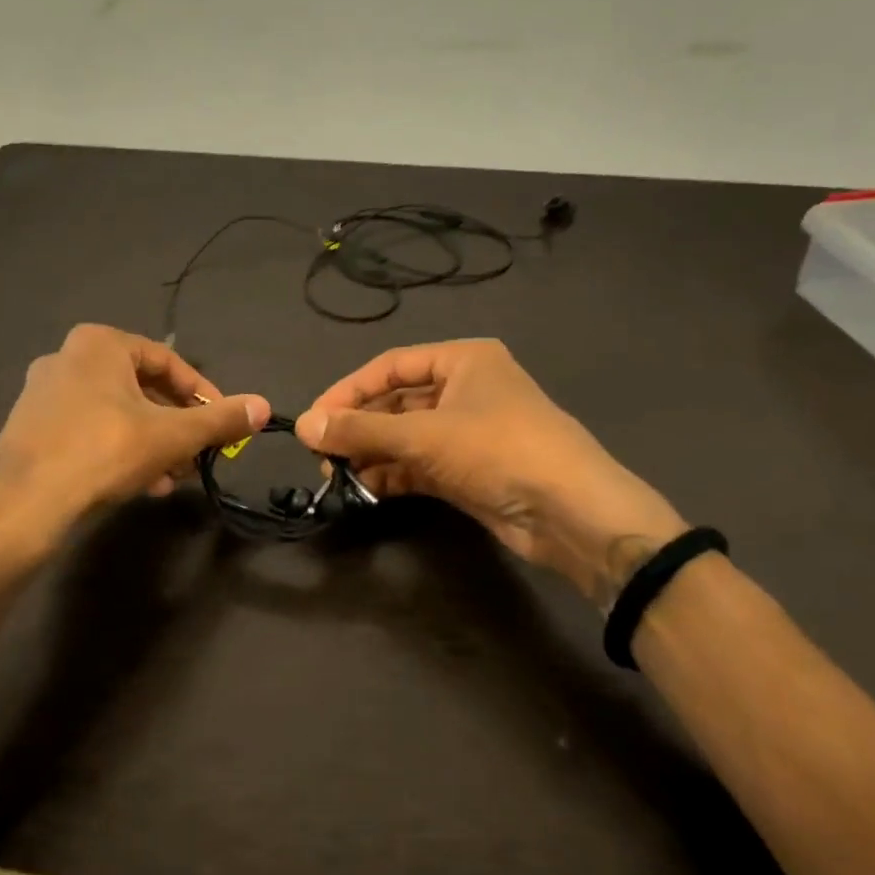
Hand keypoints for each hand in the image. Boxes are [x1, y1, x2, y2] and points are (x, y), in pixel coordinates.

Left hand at [0, 324, 267, 564]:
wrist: (22, 506)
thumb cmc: (103, 452)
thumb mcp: (172, 435)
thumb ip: (220, 419)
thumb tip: (264, 406)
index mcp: (99, 343)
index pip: (168, 361)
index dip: (202, 393)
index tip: (223, 422)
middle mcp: (67, 357)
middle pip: (141, 389)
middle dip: (176, 425)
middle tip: (198, 454)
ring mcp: (42, 392)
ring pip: (116, 413)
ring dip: (151, 443)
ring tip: (173, 477)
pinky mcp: (29, 427)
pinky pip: (88, 430)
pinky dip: (119, 450)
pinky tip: (138, 485)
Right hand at [296, 339, 684, 607]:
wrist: (571, 513)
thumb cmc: (498, 450)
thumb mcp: (424, 435)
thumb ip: (361, 430)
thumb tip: (303, 426)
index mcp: (462, 360)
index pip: (389, 367)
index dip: (347, 391)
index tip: (312, 421)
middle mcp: (464, 389)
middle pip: (395, 402)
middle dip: (358, 427)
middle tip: (321, 454)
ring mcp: (467, 432)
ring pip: (405, 436)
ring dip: (371, 453)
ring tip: (336, 475)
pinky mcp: (468, 469)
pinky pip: (418, 464)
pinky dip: (391, 474)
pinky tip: (363, 489)